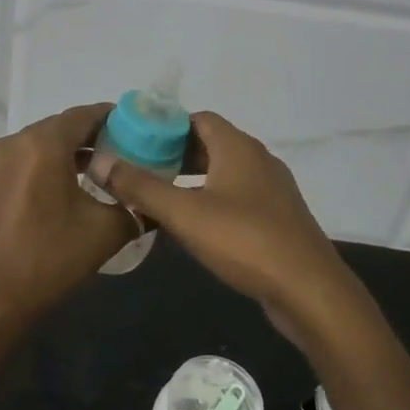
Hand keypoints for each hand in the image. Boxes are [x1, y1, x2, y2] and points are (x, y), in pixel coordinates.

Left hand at [0, 104, 137, 327]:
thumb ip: (135, 206)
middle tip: (110, 156)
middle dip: (83, 139)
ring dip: (54, 157)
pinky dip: (28, 175)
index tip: (130, 129)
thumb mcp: (106, 232)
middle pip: (54, 130)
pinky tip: (41, 203)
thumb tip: (149, 201)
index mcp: (42, 146)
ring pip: (28, 149)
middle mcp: (9, 145)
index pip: (82, 116)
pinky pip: (7, 170)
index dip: (109, 118)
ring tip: (79, 179)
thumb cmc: (49, 261)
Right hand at [100, 111, 360, 334]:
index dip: (166, 125)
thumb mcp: (185, 214)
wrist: (309, 290)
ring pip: (224, 171)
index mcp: (238, 147)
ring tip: (159, 194)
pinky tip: (193, 223)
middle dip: (174, 153)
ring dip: (193, 178)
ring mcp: (271, 189)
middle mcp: (258, 159)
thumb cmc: (245, 241)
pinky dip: (211, 198)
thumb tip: (100, 161)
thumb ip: (141, 187)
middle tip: (139, 169)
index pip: (198, 118)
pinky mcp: (277, 217)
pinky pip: (237, 195)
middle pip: (210, 143)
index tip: (135, 141)